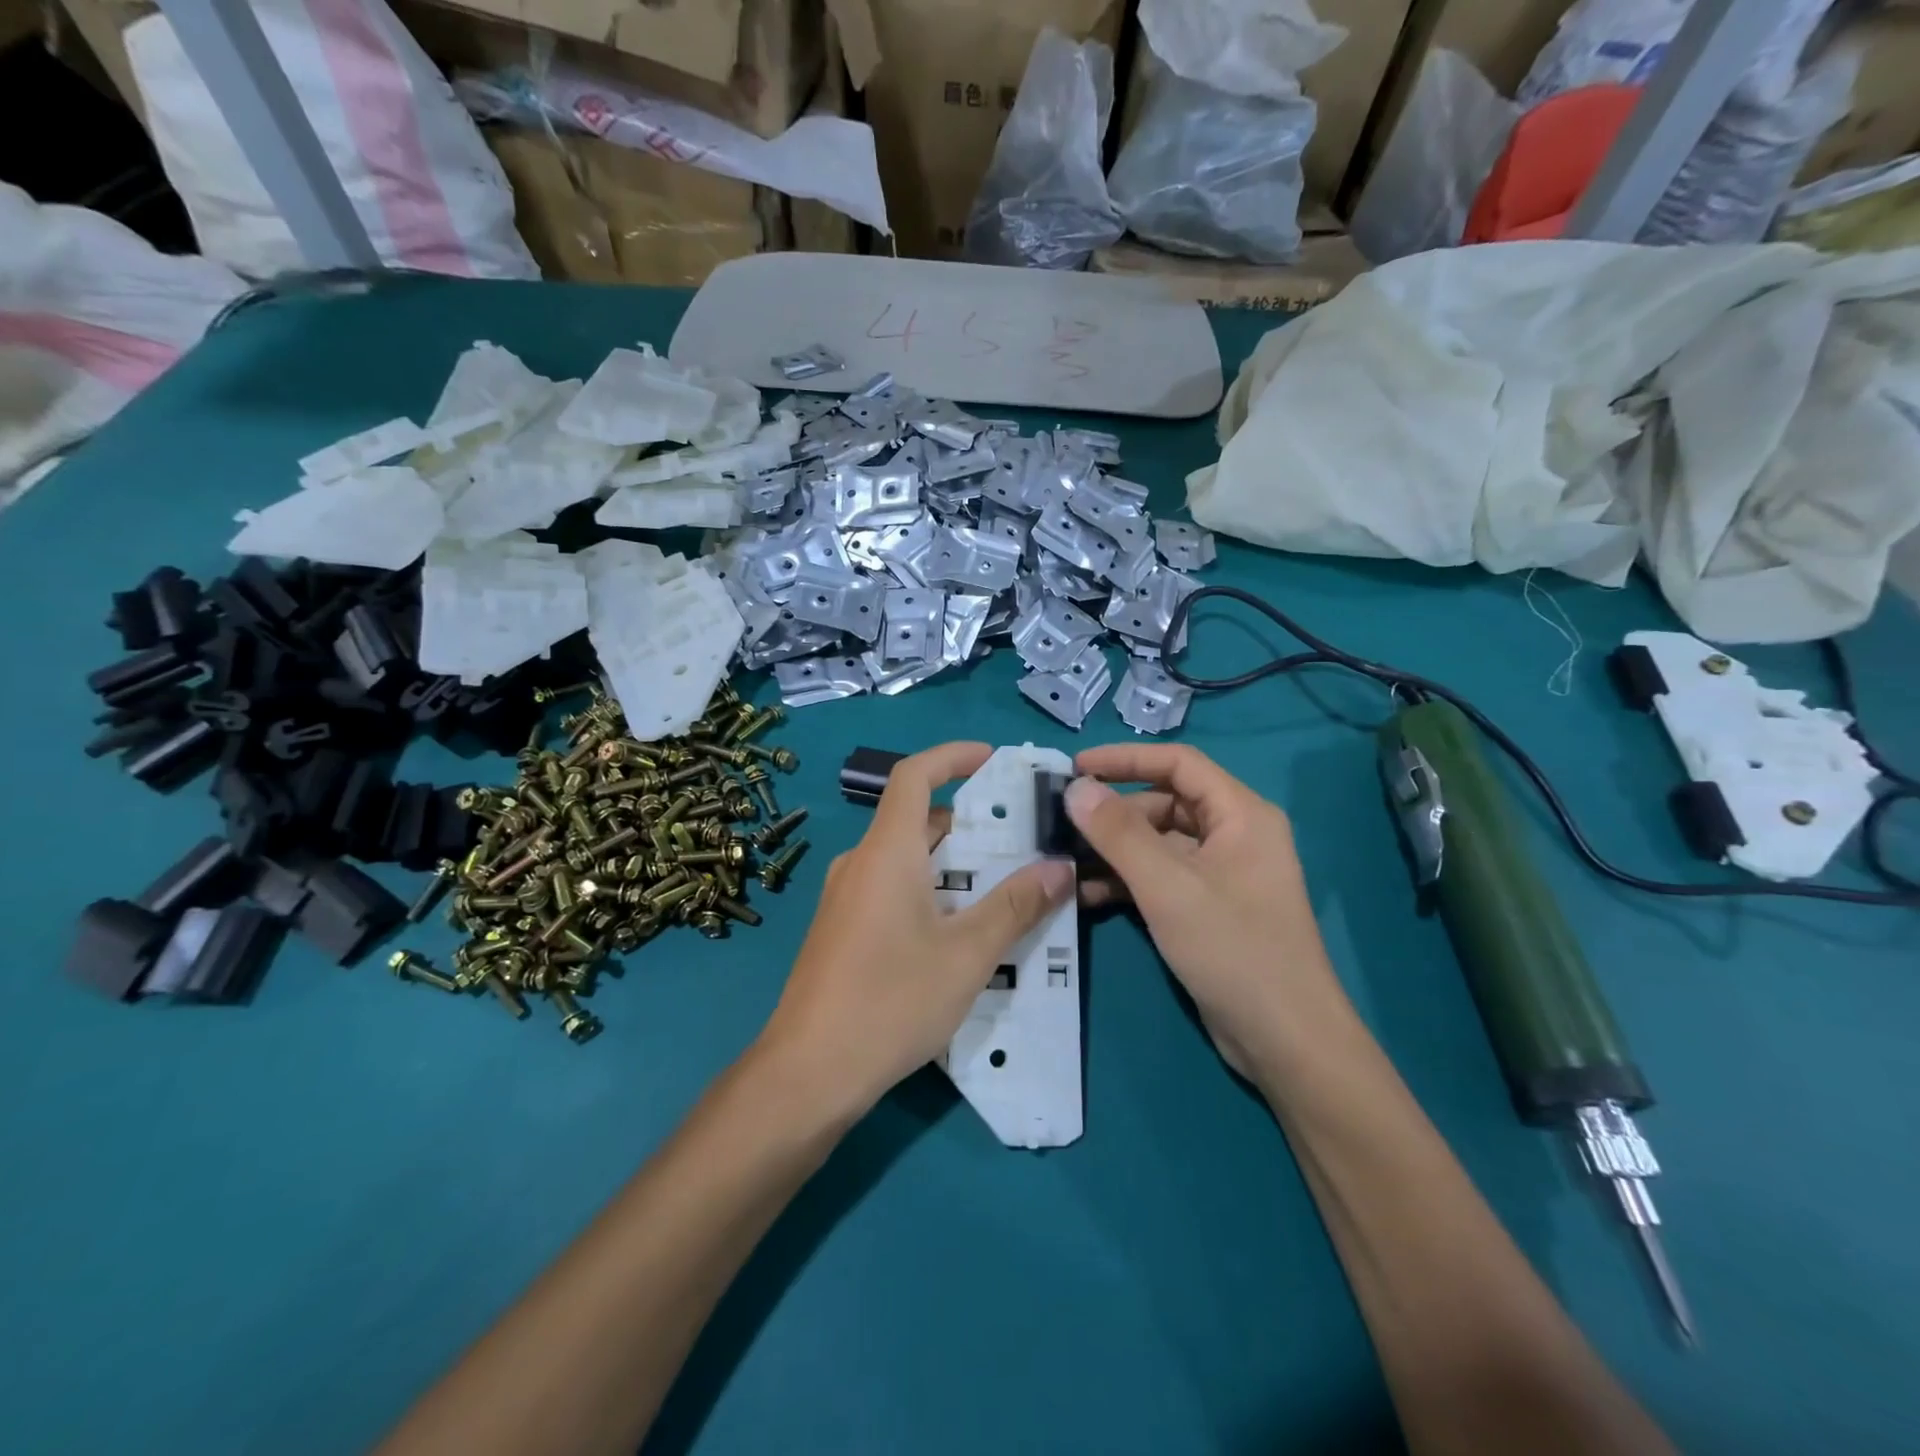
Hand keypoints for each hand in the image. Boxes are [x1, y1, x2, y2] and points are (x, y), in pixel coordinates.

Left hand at [754, 742, 1073, 1122]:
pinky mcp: (842, 928)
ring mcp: (847, 897)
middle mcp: (861, 862)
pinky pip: (893, 888)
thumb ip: (1015, 906)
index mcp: (887, 851)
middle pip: (918, 819)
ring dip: (955, 863)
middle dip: (972, 821)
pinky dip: (932, 889)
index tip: (994, 758)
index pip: (914, 775)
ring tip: (1006, 884)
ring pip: (908, 859)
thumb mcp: (967, 955)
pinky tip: (962, 929)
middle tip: (1023, 838)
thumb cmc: (890, 1001)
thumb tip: (1059, 868)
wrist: (808, 1072)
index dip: (953, 756)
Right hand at [1066, 744, 1349, 1080]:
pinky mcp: (1208, 907)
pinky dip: (1126, 881)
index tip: (1075, 767)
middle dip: (1113, 812)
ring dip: (1114, 850)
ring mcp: (1221, 873)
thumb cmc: (1233, 949)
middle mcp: (1233, 834)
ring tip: (1065, 861)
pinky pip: (1161, 877)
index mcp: (1240, 814)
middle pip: (1164, 802)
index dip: (1124, 759)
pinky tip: (1087, 896)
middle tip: (1062, 824)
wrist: (1286, 1041)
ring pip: (1158, 843)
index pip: (1177, 763)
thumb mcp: (1168, 886)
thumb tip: (1076, 788)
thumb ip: (1119, 833)